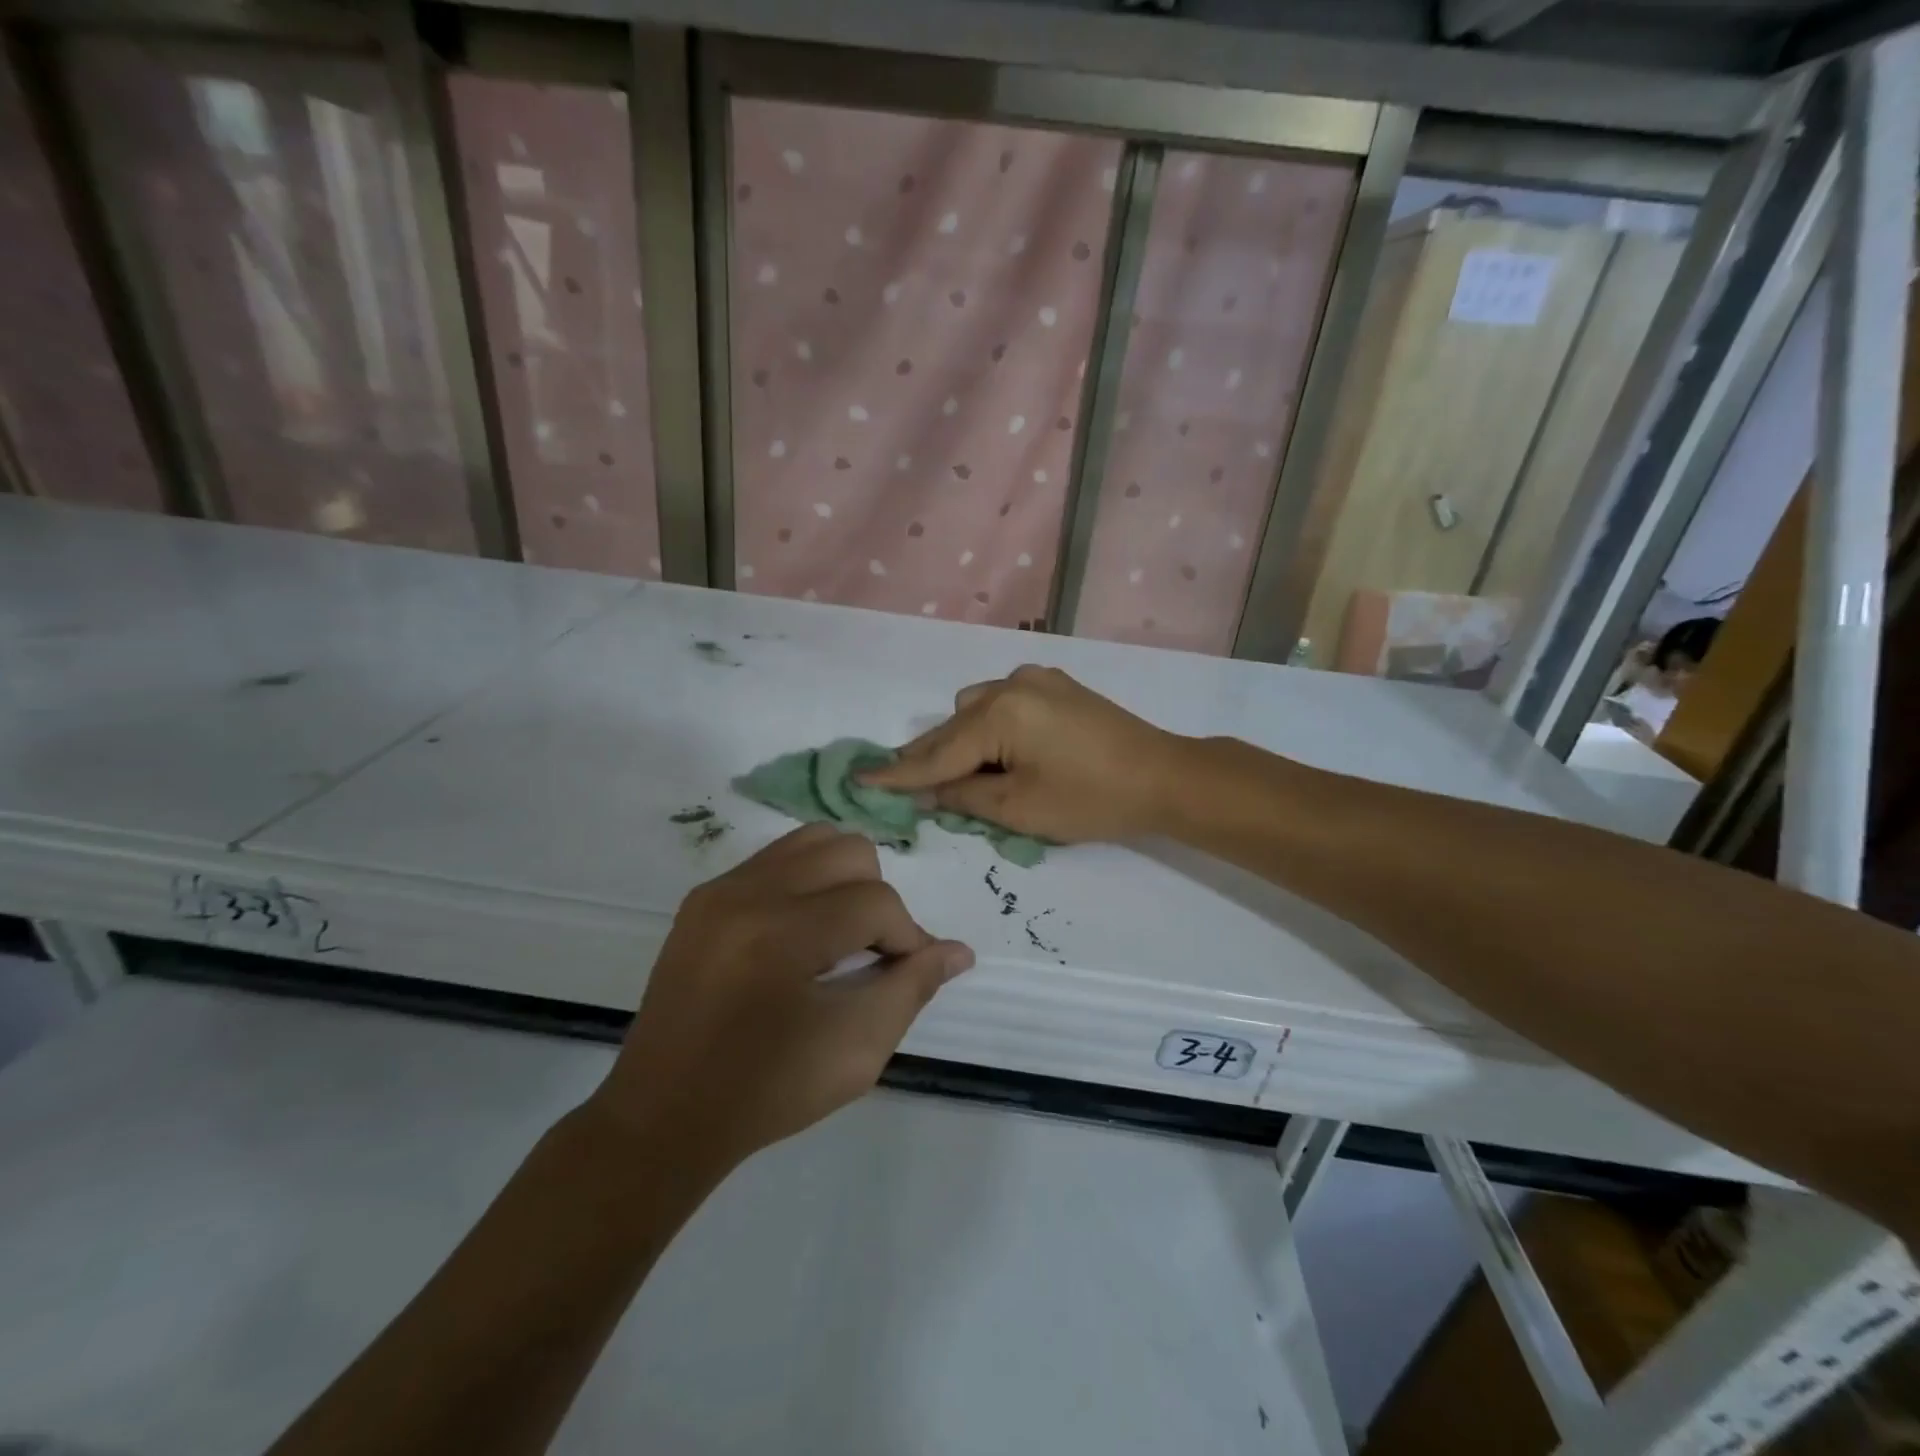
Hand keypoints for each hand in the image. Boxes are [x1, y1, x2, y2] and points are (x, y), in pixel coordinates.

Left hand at [591, 825, 972, 1172]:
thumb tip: (958, 950)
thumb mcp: (857, 1050)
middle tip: (874, 953)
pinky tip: (803, 933)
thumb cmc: (768, 1092)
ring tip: (840, 934)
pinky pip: (776, 860)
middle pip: (849, 851)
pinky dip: (807, 883)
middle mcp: (748, 892)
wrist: (663, 1116)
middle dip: (878, 899)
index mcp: (781, 933)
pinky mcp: (704, 897)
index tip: (910, 973)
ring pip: (813, 841)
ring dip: (844, 880)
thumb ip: (913, 988)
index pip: (876, 902)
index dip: (909, 937)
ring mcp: (720, 889)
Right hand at [859, 665, 1185, 843]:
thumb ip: (963, 796)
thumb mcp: (1019, 809)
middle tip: (902, 785)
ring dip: (961, 741)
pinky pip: (1003, 703)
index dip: (897, 774)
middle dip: (928, 757)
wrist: (1165, 777)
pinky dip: (990, 727)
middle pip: (952, 727)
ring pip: (975, 710)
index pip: (936, 753)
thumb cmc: (1091, 800)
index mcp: (999, 714)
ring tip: (962, 776)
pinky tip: (1000, 751)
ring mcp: (1036, 680)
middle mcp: (1010, 685)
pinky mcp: (1056, 685)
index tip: (856, 780)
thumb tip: (926, 790)